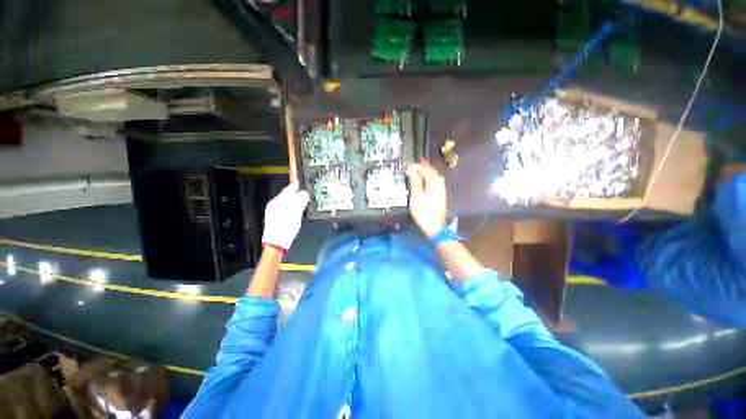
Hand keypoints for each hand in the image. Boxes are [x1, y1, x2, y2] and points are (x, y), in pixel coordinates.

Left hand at [261, 181, 309, 251]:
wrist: (276, 244)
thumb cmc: (285, 228)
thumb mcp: (295, 213)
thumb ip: (300, 201)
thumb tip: (305, 193)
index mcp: (278, 201)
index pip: (289, 189)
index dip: (297, 184)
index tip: (303, 181)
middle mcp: (274, 204)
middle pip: (287, 194)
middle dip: (297, 192)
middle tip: (306, 191)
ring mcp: (273, 211)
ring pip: (286, 201)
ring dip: (295, 199)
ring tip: (304, 200)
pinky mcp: (275, 217)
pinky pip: (285, 207)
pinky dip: (292, 206)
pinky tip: (297, 210)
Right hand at [407, 161, 446, 238]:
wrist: (436, 227)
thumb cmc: (424, 214)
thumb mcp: (416, 198)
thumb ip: (415, 182)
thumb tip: (411, 169)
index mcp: (433, 182)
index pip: (423, 168)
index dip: (414, 165)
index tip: (405, 165)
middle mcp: (439, 182)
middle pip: (429, 169)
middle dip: (419, 166)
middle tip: (409, 165)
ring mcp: (441, 187)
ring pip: (432, 174)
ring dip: (423, 170)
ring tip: (414, 169)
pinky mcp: (440, 192)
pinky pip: (433, 179)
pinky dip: (427, 176)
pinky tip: (422, 178)